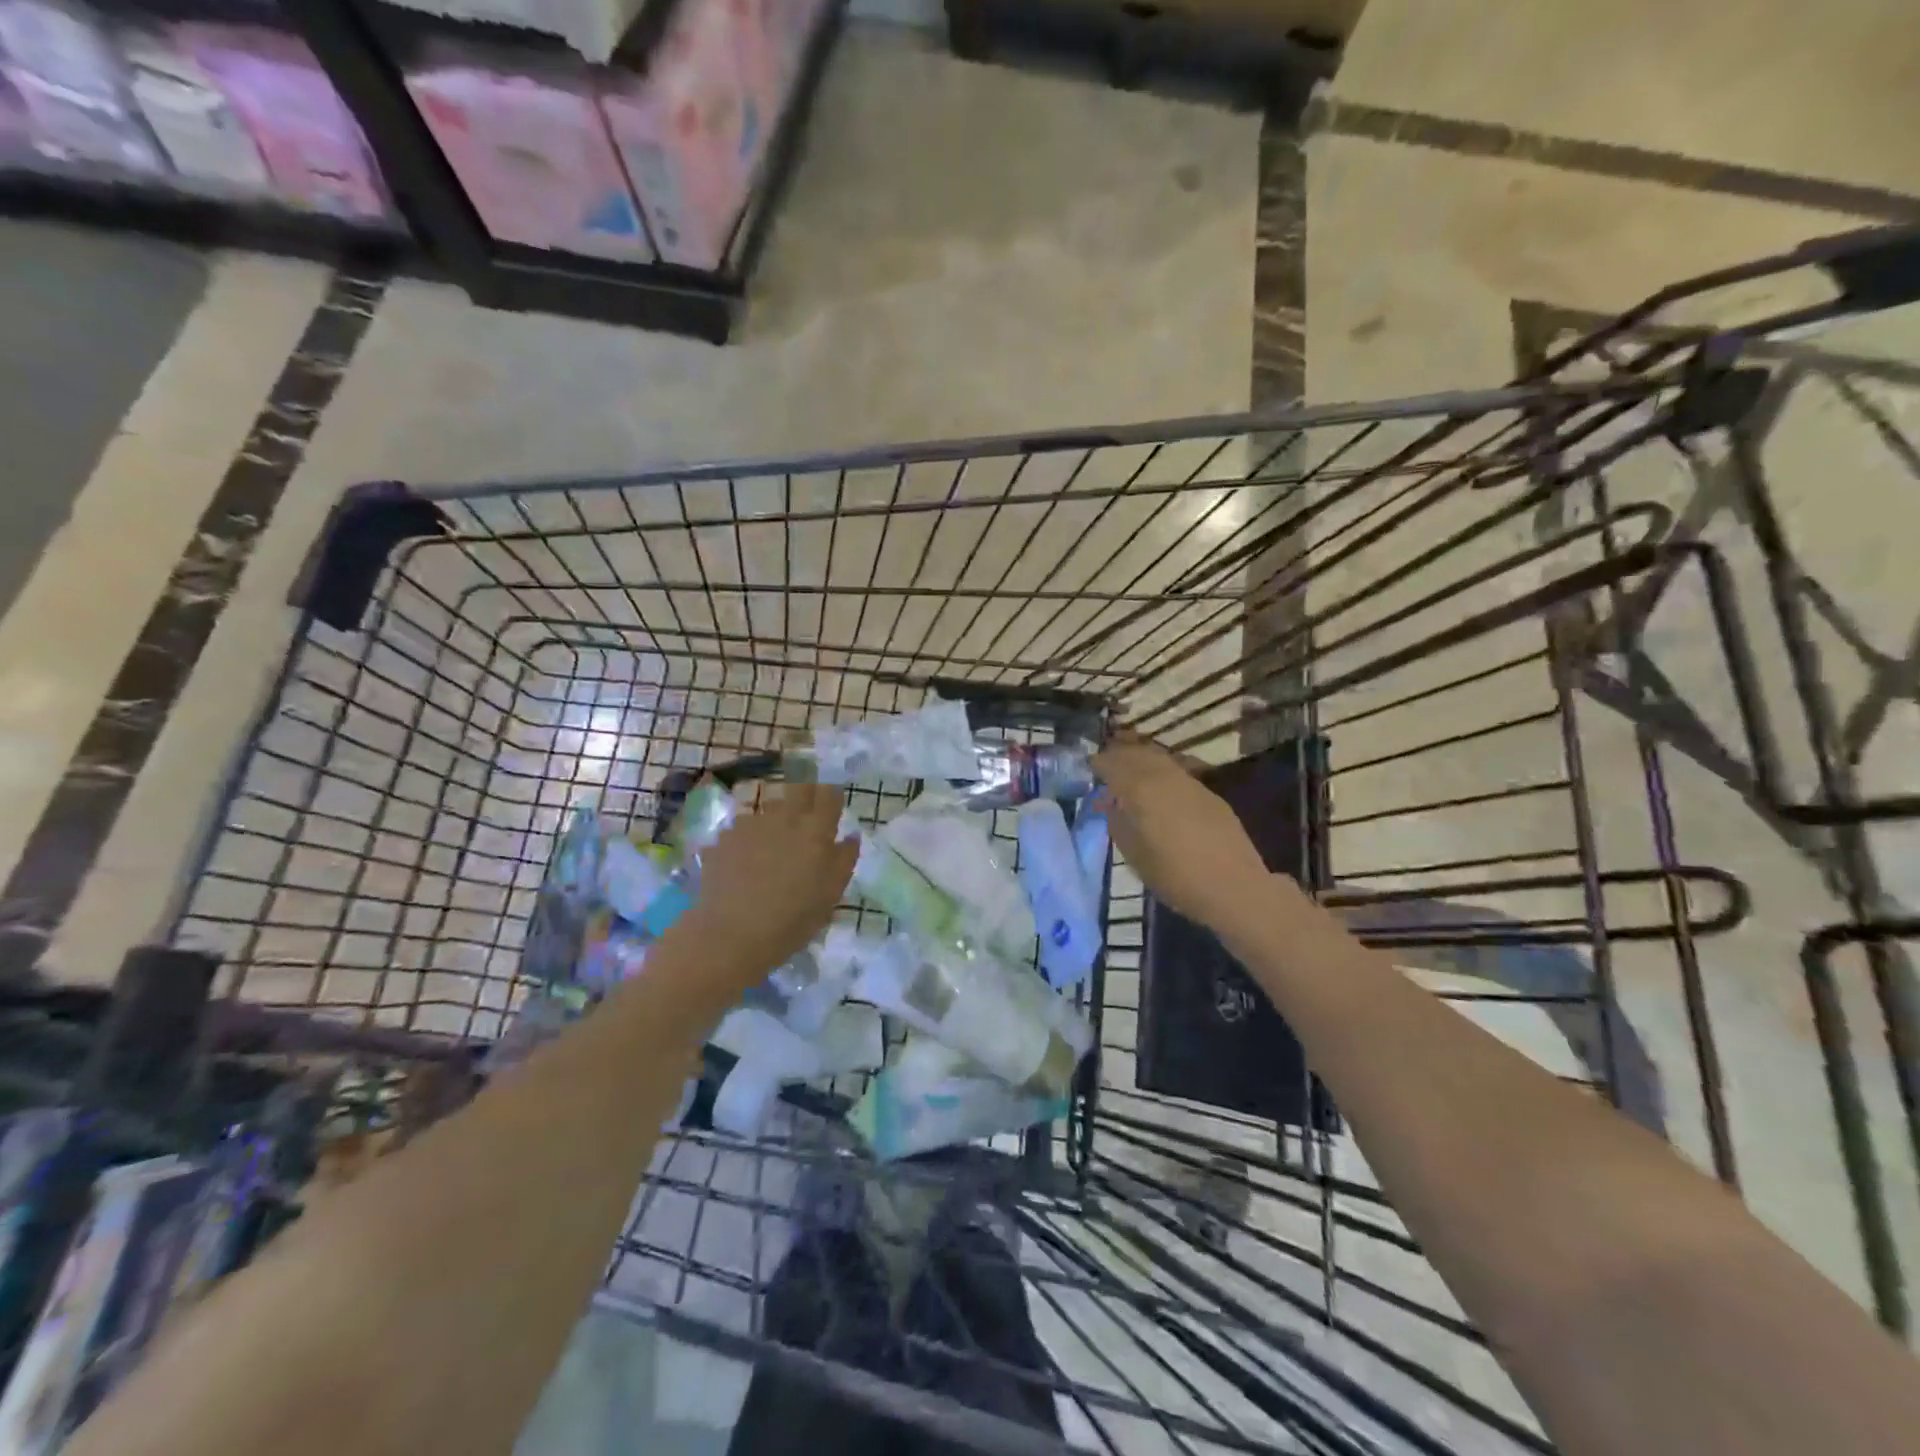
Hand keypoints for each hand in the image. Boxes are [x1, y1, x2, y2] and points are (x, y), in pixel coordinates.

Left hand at [672, 781, 856, 989]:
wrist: (731, 934)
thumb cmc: (792, 920)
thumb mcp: (830, 895)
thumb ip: (844, 860)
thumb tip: (851, 835)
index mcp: (815, 830)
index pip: (829, 795)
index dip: (832, 797)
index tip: (832, 808)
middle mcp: (784, 818)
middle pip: (799, 788)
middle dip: (806, 795)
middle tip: (807, 817)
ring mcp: (750, 825)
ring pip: (769, 807)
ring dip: (776, 817)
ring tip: (774, 843)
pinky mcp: (724, 838)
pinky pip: (743, 828)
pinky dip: (749, 838)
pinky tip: (745, 861)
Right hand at [1093, 737, 1271, 935]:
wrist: (1233, 887)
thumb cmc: (1174, 876)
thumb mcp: (1133, 854)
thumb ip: (1118, 822)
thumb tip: (1111, 804)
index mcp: (1140, 789)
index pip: (1112, 764)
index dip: (1098, 763)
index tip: (1089, 767)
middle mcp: (1164, 777)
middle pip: (1136, 754)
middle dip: (1119, 755)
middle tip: (1106, 764)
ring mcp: (1190, 782)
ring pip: (1159, 759)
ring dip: (1141, 760)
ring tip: (1130, 772)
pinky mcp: (1209, 793)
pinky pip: (1177, 772)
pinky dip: (1161, 772)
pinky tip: (1159, 788)